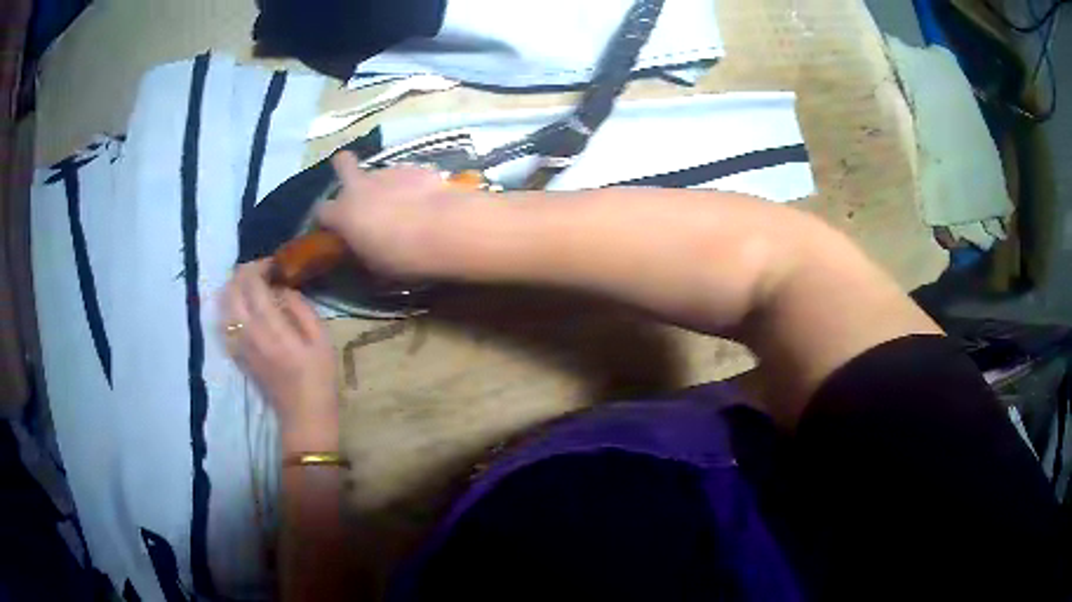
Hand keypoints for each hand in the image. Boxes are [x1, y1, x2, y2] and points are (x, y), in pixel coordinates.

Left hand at [220, 260, 338, 446]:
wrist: (303, 416)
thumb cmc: (319, 377)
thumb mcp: (321, 339)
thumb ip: (301, 308)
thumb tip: (283, 289)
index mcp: (271, 327)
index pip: (252, 283)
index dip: (260, 266)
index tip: (274, 264)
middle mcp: (248, 333)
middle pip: (232, 290)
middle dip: (243, 273)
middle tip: (261, 272)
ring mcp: (239, 345)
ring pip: (223, 305)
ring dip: (233, 289)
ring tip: (250, 287)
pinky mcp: (237, 356)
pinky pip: (224, 324)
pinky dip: (229, 308)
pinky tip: (242, 309)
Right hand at [317, 151, 468, 276]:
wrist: (444, 228)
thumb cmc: (402, 256)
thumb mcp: (374, 264)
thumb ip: (361, 249)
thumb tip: (361, 247)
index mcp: (343, 214)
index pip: (321, 211)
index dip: (326, 218)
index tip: (335, 227)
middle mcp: (359, 186)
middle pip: (342, 163)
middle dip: (344, 167)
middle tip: (356, 185)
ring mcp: (387, 171)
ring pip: (377, 172)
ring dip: (383, 185)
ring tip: (402, 203)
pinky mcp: (414, 166)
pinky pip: (404, 174)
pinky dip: (409, 184)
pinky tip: (424, 199)